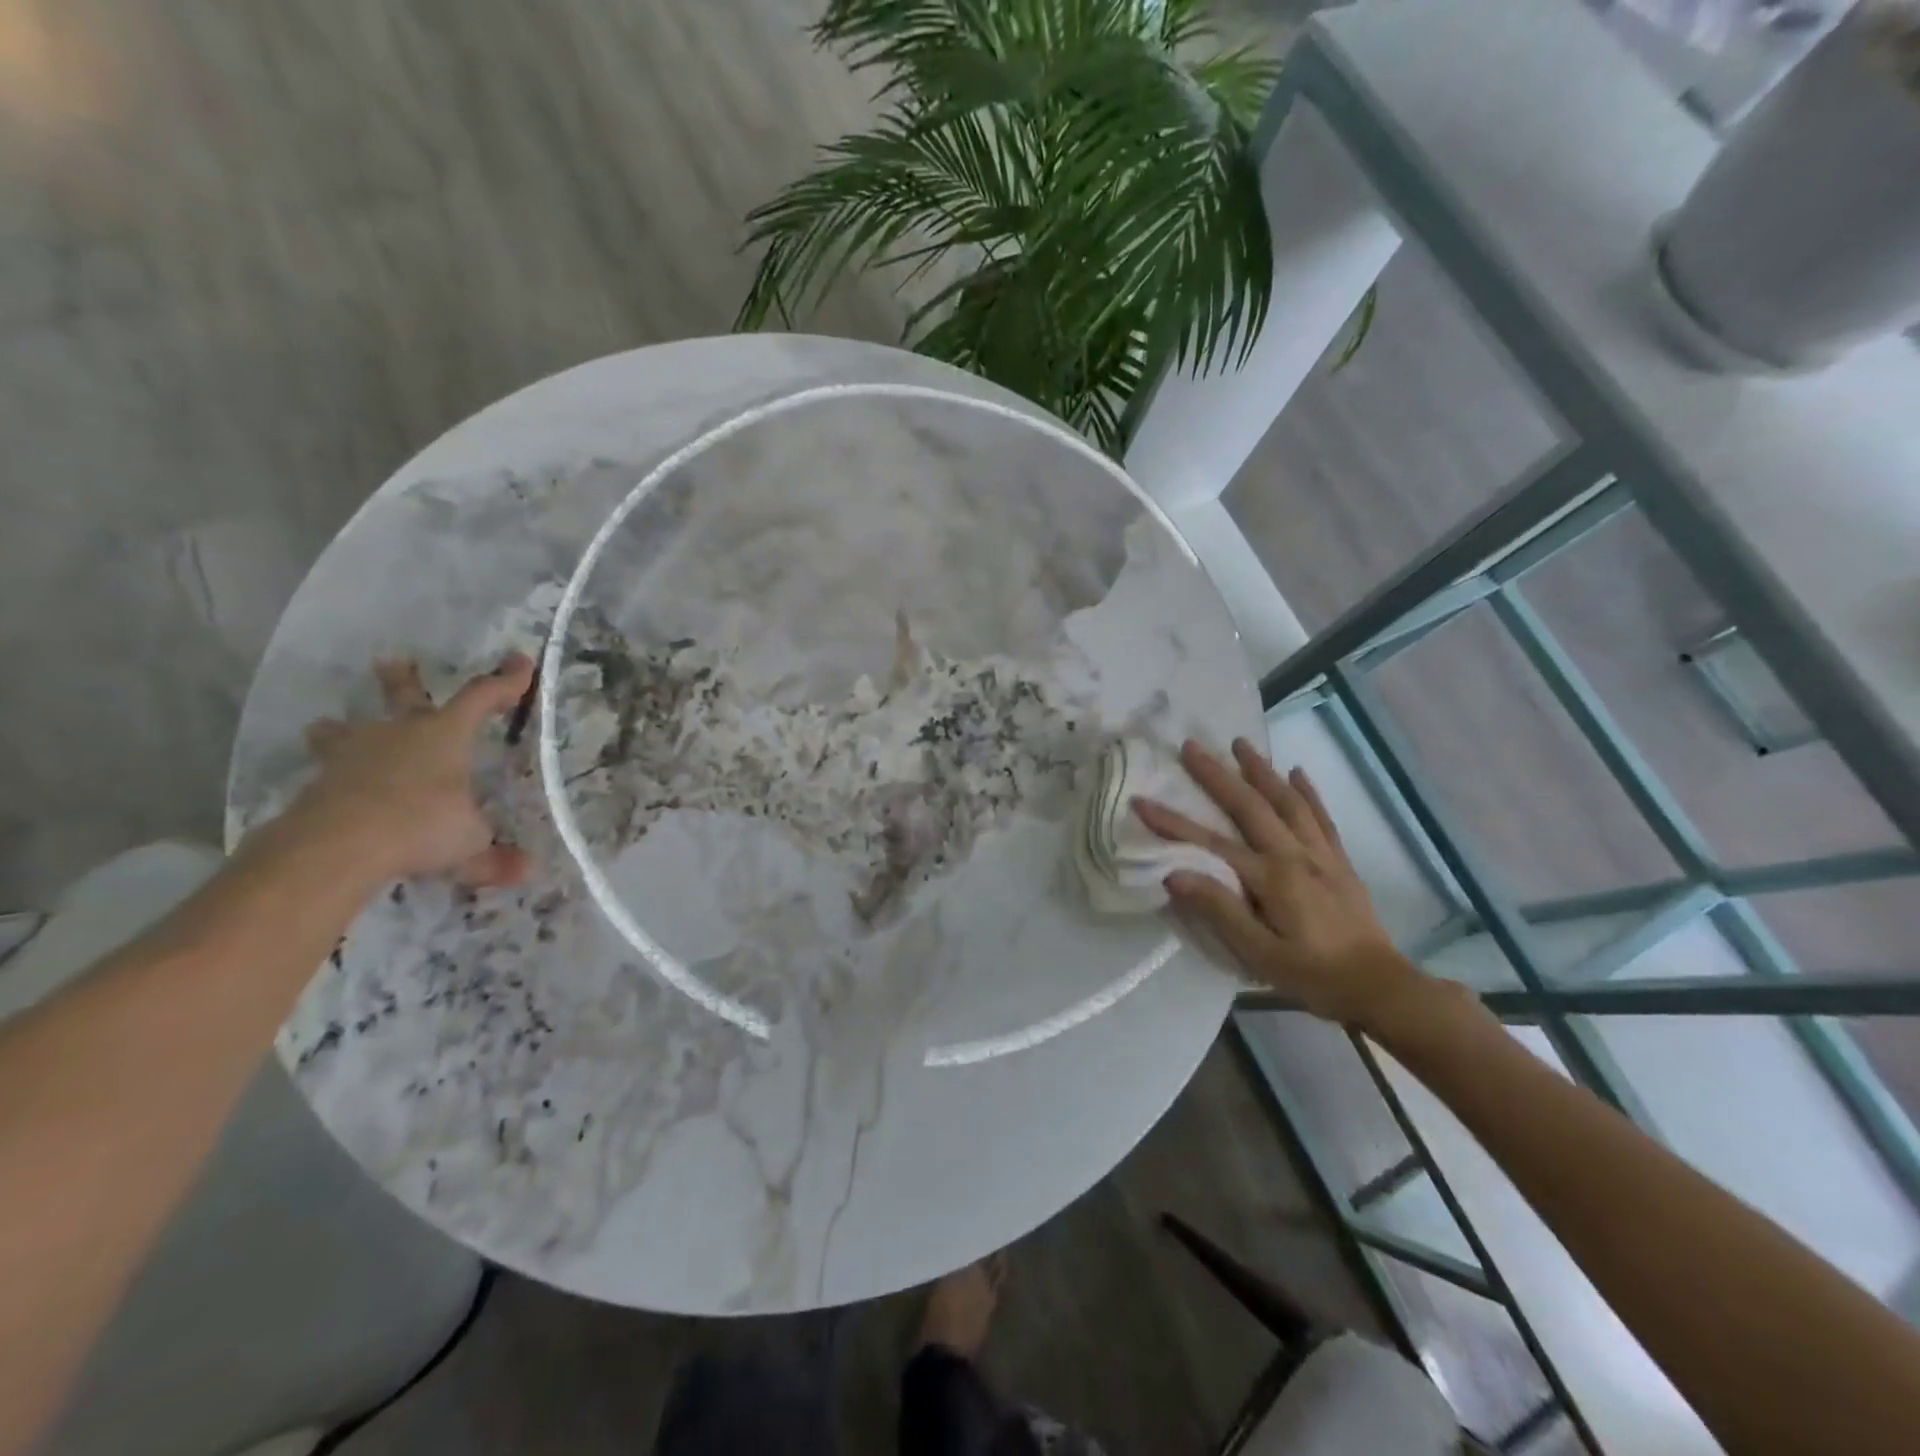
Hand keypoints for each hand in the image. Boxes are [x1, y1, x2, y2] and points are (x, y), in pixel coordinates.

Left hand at [287, 655, 535, 888]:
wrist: (336, 846)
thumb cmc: (421, 827)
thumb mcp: (470, 845)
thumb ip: (495, 857)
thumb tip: (527, 871)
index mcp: (445, 736)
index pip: (482, 698)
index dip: (505, 682)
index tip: (521, 663)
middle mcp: (399, 734)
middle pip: (403, 697)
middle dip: (403, 680)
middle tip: (393, 661)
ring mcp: (354, 755)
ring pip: (347, 731)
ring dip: (343, 729)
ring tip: (330, 726)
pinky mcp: (320, 784)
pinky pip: (331, 772)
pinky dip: (336, 777)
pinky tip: (334, 788)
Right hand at [1134, 739, 1424, 1029]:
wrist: (1379, 986)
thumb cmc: (1312, 975)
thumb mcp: (1259, 954)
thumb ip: (1219, 910)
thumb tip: (1174, 875)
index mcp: (1271, 879)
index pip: (1210, 844)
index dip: (1172, 823)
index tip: (1141, 801)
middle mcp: (1295, 855)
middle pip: (1250, 806)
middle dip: (1217, 775)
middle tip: (1191, 746)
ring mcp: (1321, 854)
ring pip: (1287, 801)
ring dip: (1261, 770)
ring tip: (1240, 743)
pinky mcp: (1339, 861)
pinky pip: (1321, 817)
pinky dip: (1308, 792)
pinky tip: (1297, 773)